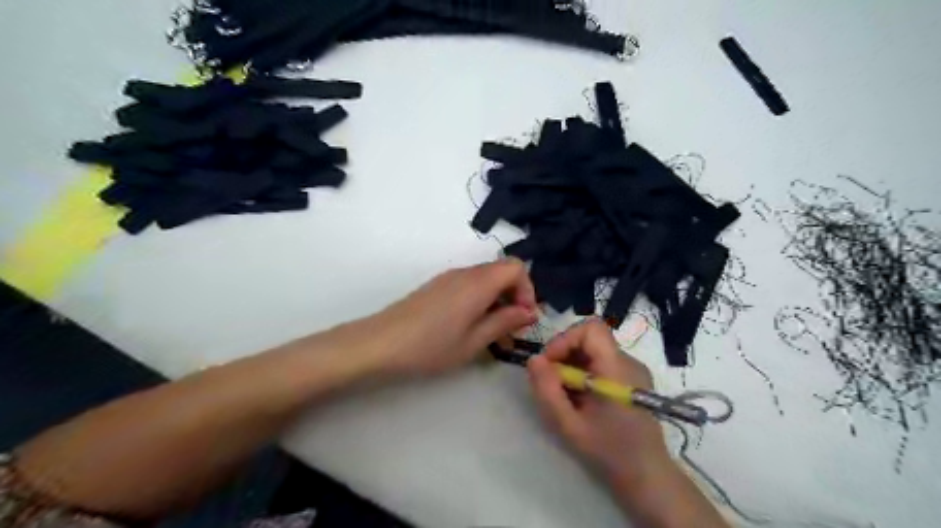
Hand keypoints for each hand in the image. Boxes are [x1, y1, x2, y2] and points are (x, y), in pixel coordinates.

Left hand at [355, 259, 535, 375]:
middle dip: (514, 297)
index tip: (524, 318)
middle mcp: (465, 273)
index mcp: (479, 283)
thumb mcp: (474, 341)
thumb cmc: (430, 346)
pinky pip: (469, 285)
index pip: (516, 267)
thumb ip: (505, 322)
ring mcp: (449, 278)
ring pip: (486, 280)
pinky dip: (480, 301)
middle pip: (502, 272)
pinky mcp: (437, 286)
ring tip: (493, 334)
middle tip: (512, 330)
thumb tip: (529, 311)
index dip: (527, 289)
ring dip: (497, 301)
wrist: (380, 343)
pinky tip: (471, 327)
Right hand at [528, 319, 667, 492]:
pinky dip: (585, 371)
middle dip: (565, 353)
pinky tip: (581, 397)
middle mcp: (628, 362)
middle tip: (552, 380)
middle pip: (590, 337)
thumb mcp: (569, 425)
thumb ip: (548, 391)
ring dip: (573, 364)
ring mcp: (633, 369)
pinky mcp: (632, 378)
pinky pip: (602, 361)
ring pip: (594, 349)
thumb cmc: (608, 451)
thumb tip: (533, 359)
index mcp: (616, 369)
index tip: (551, 363)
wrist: (647, 474)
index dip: (566, 339)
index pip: (591, 328)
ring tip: (566, 393)